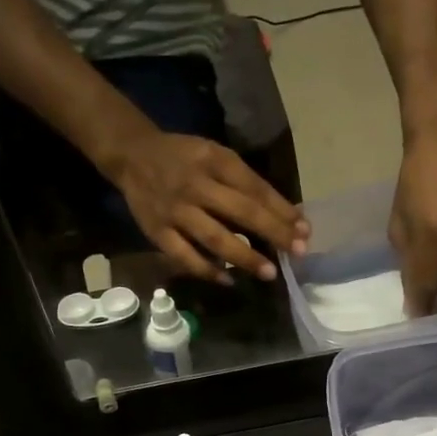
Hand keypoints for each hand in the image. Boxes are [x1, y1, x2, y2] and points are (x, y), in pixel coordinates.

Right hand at [112, 131, 307, 284]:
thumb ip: (244, 182)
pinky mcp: (158, 232)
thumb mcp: (214, 156)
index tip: (304, 230)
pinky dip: (207, 270)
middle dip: (273, 233)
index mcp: (215, 161)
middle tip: (298, 252)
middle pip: (241, 213)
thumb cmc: (184, 158)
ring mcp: (176, 211)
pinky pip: (185, 256)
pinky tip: (228, 279)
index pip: (255, 188)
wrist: (132, 155)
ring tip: (269, 273)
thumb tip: (284, 214)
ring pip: (215, 238)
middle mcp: (197, 185)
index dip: (282, 210)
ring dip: (245, 257)